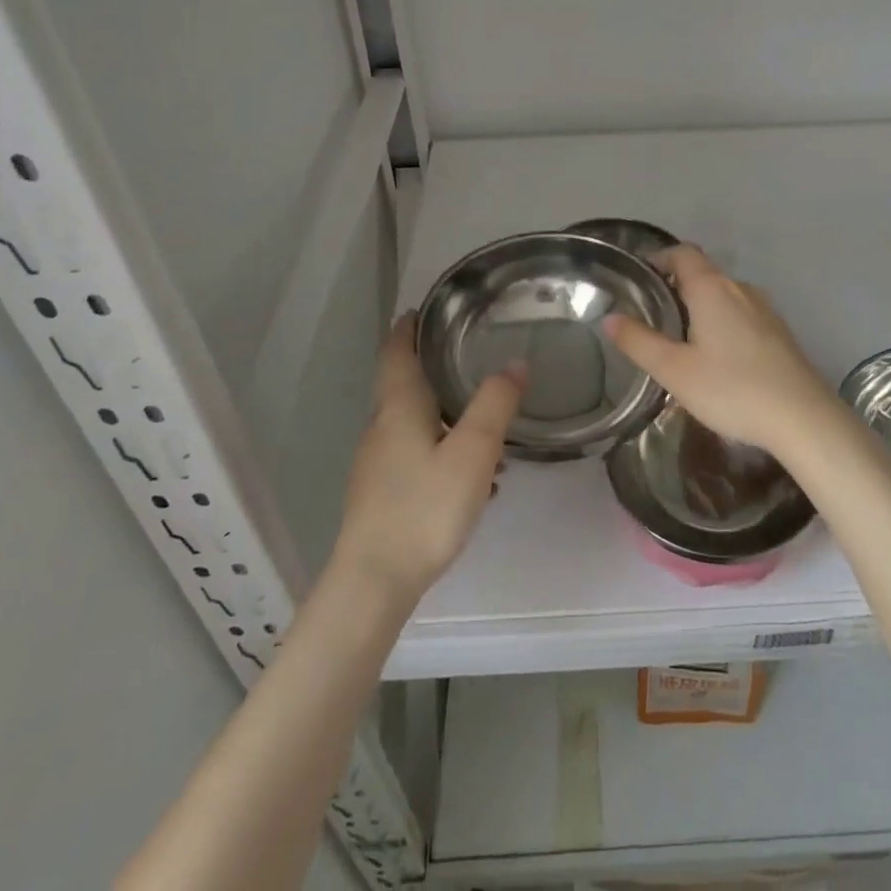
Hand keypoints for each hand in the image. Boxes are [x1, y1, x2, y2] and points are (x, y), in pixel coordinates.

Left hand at [330, 315, 523, 606]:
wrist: (374, 581)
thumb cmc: (424, 507)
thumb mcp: (473, 451)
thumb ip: (495, 404)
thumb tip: (515, 362)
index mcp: (399, 407)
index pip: (396, 352)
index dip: (407, 327)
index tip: (423, 309)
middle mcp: (383, 428)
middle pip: (404, 385)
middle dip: (432, 367)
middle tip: (469, 354)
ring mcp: (378, 463)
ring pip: (414, 422)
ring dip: (444, 412)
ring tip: (484, 418)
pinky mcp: (382, 494)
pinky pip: (416, 454)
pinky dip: (443, 447)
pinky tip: (472, 476)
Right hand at [603, 244, 845, 461]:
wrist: (802, 418)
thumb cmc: (732, 389)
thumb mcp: (674, 370)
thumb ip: (639, 342)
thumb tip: (609, 318)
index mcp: (711, 288)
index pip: (682, 253)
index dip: (659, 257)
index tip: (640, 275)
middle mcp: (739, 289)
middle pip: (703, 272)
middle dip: (675, 283)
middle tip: (651, 310)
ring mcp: (764, 309)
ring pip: (724, 293)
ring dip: (700, 303)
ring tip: (679, 335)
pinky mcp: (778, 332)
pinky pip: (741, 312)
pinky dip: (721, 319)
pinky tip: (716, 354)